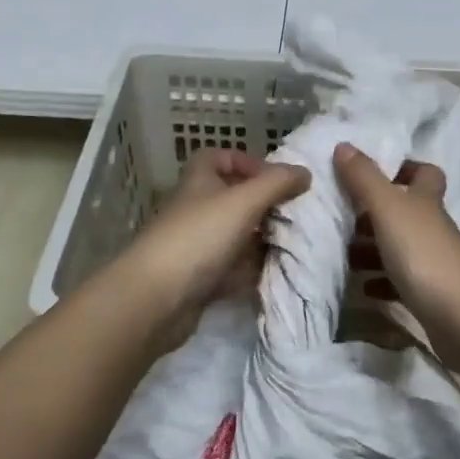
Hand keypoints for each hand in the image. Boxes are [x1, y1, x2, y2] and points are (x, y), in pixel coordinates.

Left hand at [125, 148, 309, 348]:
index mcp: (199, 182)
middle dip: (262, 205)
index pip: (218, 158)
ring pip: (235, 236)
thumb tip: (304, 172)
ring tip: (292, 244)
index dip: (245, 161)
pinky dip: (251, 271)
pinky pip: (231, 270)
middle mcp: (196, 210)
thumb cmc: (199, 237)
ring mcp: (196, 247)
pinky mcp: (199, 281)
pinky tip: (274, 274)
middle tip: (292, 214)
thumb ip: (277, 183)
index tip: (273, 177)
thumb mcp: (244, 201)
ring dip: (260, 240)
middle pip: (232, 198)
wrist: (154, 301)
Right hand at [333, 143, 459, 317]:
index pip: (424, 173)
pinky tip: (363, 288)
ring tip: (342, 255)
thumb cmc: (425, 254)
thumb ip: (364, 178)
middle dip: (374, 214)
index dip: (404, 169)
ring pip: (400, 247)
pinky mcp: (431, 296)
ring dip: (372, 250)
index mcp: (426, 201)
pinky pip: (401, 283)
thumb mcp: (388, 209)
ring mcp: (435, 263)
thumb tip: (343, 144)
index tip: (373, 174)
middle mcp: (433, 227)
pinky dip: (381, 282)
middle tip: (341, 219)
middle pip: (406, 212)